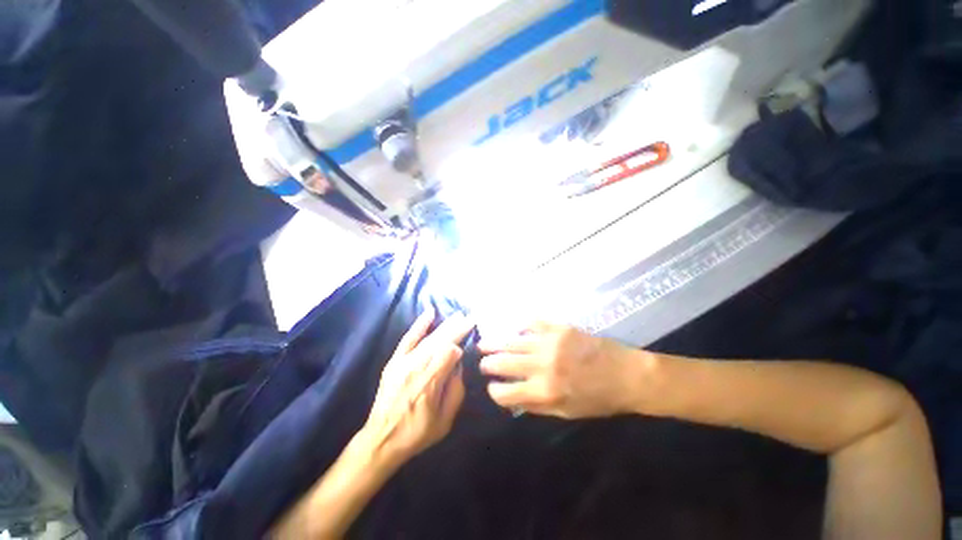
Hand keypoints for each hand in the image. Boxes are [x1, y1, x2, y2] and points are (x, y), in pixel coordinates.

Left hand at [361, 309, 474, 467]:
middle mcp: (417, 367)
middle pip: (441, 341)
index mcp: (431, 382)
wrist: (381, 439)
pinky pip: (408, 338)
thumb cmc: (416, 433)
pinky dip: (419, 324)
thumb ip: (456, 392)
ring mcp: (404, 362)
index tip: (463, 353)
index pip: (449, 353)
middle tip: (471, 318)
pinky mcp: (394, 361)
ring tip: (458, 316)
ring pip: (429, 338)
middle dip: (457, 329)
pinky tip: (430, 312)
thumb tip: (459, 367)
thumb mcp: (445, 421)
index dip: (459, 350)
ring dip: (445, 325)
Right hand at [479, 322, 649, 418]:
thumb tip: (513, 398)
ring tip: (484, 343)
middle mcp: (542, 366)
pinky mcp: (559, 327)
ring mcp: (549, 343)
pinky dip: (519, 325)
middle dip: (488, 363)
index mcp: (544, 392)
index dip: (495, 392)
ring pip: (512, 341)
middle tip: (482, 361)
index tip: (492, 387)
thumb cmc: (598, 399)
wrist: (627, 375)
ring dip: (495, 343)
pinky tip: (513, 327)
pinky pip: (532, 322)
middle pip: (503, 363)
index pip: (506, 393)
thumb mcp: (567, 414)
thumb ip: (537, 406)